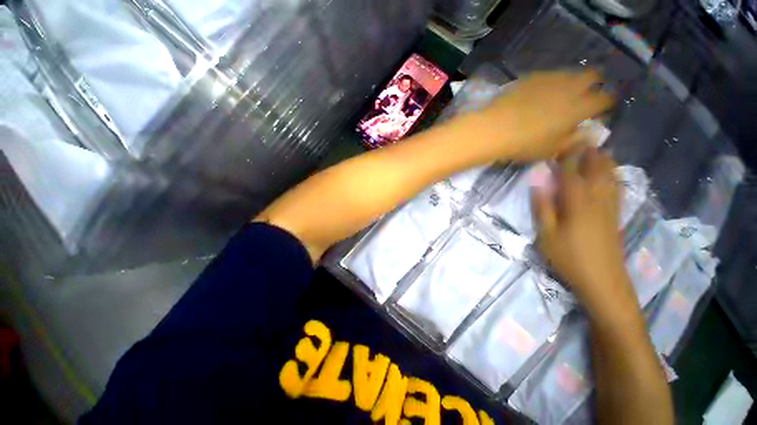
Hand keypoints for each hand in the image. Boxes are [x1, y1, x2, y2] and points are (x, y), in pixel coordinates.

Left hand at [477, 70, 613, 161]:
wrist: (497, 126)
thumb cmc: (530, 143)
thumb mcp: (558, 148)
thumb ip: (578, 138)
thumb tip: (593, 132)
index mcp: (576, 109)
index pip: (600, 100)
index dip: (610, 98)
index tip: (613, 98)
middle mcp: (566, 89)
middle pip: (588, 76)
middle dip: (598, 77)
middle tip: (601, 81)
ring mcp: (549, 80)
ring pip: (571, 72)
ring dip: (580, 76)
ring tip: (583, 81)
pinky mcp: (534, 76)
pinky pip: (554, 73)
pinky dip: (562, 76)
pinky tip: (560, 82)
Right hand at [533, 148, 636, 313]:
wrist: (603, 279)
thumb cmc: (572, 259)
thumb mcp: (548, 239)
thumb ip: (542, 209)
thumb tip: (537, 183)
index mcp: (576, 196)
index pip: (570, 164)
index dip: (564, 151)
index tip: (558, 144)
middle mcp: (595, 191)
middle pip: (593, 160)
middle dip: (585, 148)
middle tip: (578, 142)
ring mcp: (608, 200)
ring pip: (608, 169)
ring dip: (601, 157)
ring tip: (595, 150)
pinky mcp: (616, 210)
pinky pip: (616, 183)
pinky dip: (613, 172)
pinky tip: (610, 172)